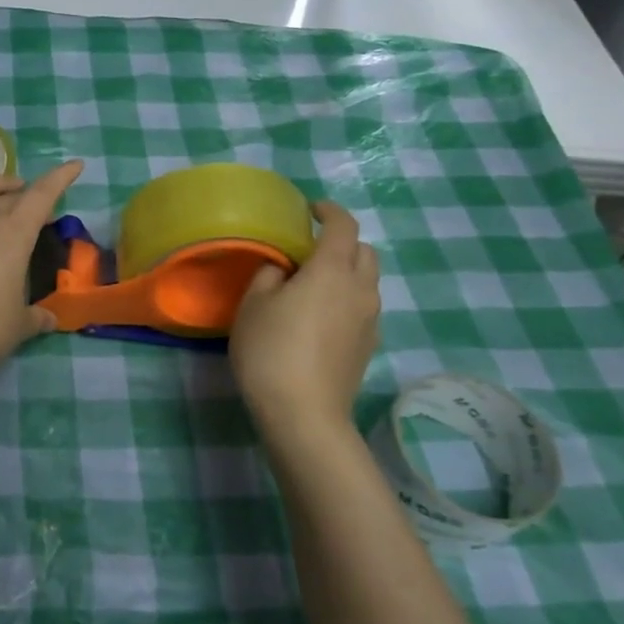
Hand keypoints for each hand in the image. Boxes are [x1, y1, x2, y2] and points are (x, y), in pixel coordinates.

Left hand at [0, 159, 84, 380]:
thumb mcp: (19, 327)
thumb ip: (36, 317)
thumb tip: (49, 319)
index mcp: (12, 236)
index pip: (41, 197)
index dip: (59, 179)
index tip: (74, 166)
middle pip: (6, 198)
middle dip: (25, 196)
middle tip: (37, 211)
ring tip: (1, 190)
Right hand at [230, 201, 380, 441]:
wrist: (304, 414)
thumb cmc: (271, 351)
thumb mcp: (253, 305)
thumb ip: (269, 276)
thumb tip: (283, 271)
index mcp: (331, 270)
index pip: (343, 225)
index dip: (329, 211)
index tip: (311, 210)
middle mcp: (360, 289)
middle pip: (365, 251)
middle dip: (342, 241)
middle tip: (311, 249)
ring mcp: (370, 320)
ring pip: (367, 280)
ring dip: (347, 272)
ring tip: (314, 284)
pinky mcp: (368, 345)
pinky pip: (363, 307)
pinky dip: (347, 298)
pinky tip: (320, 317)